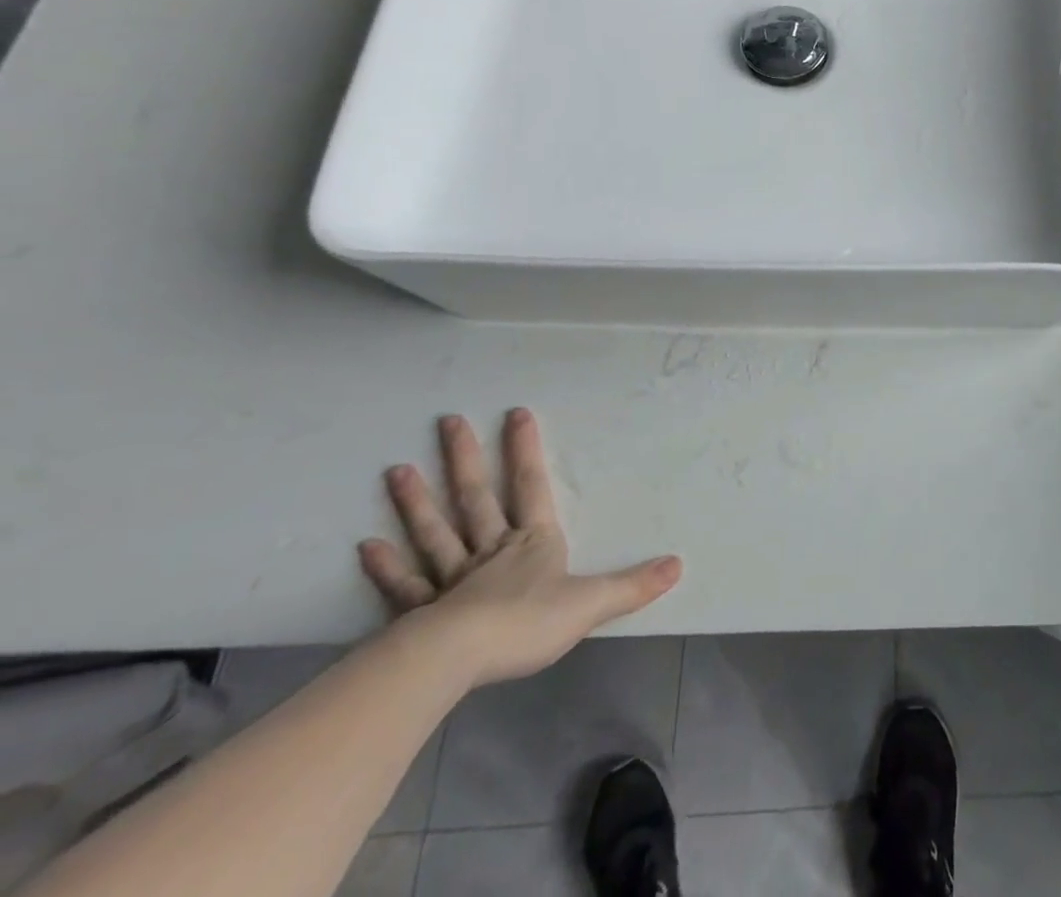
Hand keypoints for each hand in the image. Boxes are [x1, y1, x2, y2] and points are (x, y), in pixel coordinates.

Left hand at [359, 408, 681, 688]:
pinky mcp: (420, 614)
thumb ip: (633, 585)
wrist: (456, 660)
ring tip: (396, 470)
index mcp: (531, 544)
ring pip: (435, 533)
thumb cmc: (526, 623)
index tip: (515, 413)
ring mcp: (451, 581)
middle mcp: (490, 551)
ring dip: (416, 502)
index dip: (524, 450)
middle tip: (448, 422)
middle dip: (464, 459)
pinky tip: (368, 546)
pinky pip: (403, 586)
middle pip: (475, 499)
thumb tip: (678, 564)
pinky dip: (386, 566)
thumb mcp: (591, 603)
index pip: (530, 487)